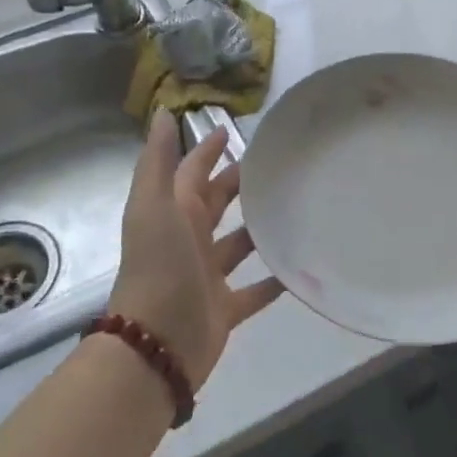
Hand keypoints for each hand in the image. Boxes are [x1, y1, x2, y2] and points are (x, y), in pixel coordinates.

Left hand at [108, 111, 284, 390]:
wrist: (156, 344)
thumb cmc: (159, 266)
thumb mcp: (154, 205)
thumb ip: (158, 161)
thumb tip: (164, 112)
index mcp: (172, 213)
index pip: (192, 173)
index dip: (207, 151)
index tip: (231, 129)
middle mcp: (189, 241)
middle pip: (217, 205)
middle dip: (239, 184)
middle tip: (276, 166)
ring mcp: (207, 276)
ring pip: (238, 245)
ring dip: (259, 229)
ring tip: (295, 209)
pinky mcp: (225, 309)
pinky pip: (255, 290)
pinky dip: (275, 280)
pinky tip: (301, 267)